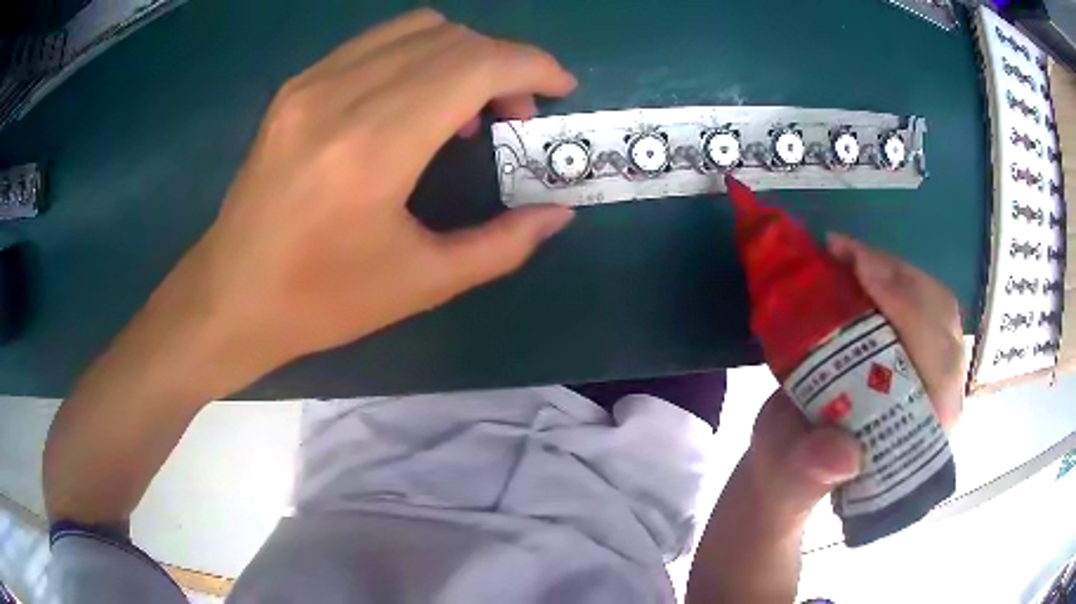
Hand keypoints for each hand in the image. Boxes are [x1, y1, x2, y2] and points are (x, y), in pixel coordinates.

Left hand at [168, 9, 576, 394]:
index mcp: (374, 147)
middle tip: (513, 113)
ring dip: (461, 54)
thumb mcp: (421, 284)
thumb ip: (502, 245)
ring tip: (468, 105)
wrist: (230, 296)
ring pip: (415, 28)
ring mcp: (311, 83)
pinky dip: (418, 55)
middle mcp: (340, 96)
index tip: (560, 89)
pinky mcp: (295, 86)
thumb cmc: (320, 301)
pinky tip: (416, 100)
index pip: (474, 64)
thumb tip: (557, 214)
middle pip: (451, 38)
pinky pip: (376, 42)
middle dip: (504, 63)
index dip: (532, 65)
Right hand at [688, 234, 963, 602]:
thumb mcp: (790, 480)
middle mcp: (935, 399)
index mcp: (919, 438)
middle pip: (941, 324)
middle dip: (900, 281)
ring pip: (931, 304)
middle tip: (846, 254)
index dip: (912, 316)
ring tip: (842, 253)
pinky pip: (914, 299)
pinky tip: (850, 261)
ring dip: (891, 270)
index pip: (940, 368)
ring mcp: (926, 369)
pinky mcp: (910, 348)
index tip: (864, 275)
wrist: (787, 459)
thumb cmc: (791, 475)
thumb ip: (812, 473)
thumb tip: (844, 456)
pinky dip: (883, 273)